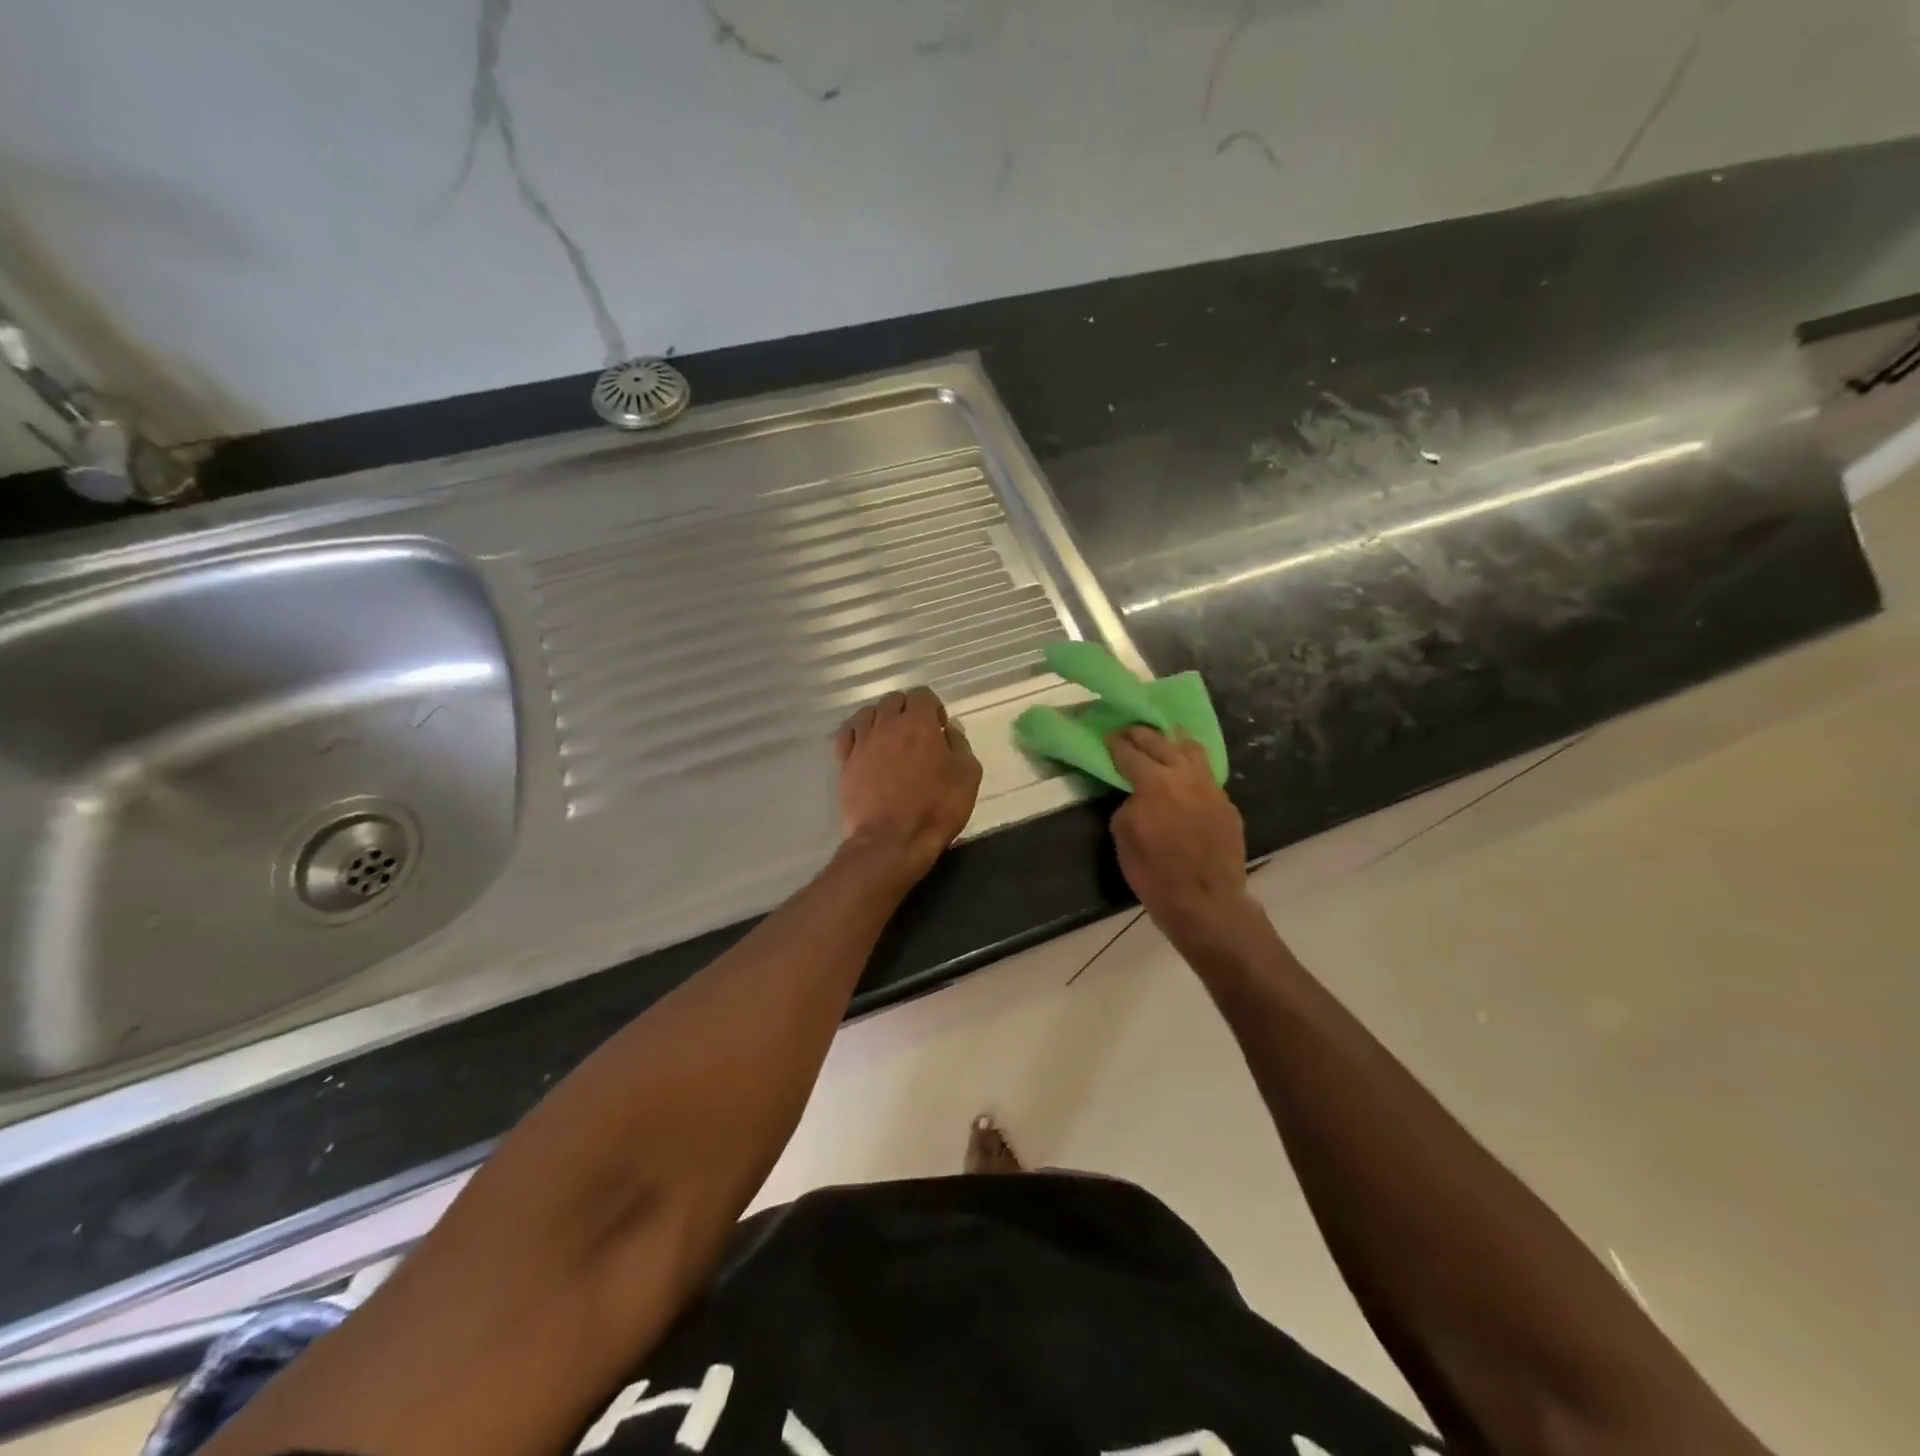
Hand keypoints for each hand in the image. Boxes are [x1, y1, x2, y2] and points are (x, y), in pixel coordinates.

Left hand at [834, 687, 981, 882]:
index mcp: (918, 723)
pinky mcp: (844, 762)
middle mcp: (887, 724)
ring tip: (889, 738)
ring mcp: (862, 742)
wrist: (891, 840)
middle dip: (906, 710)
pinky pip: (846, 733)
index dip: (933, 708)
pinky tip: (864, 744)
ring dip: (880, 718)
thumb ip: (960, 744)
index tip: (939, 728)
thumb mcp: (968, 776)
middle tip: (916, 734)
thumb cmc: (935, 809)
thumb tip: (949, 728)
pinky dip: (856, 732)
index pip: (922, 695)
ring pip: (867, 712)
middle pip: (893, 700)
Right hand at [1108, 726, 1255, 950]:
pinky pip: (1206, 773)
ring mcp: (1210, 787)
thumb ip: (1128, 806)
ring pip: (1191, 750)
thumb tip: (1137, 796)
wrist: (1206, 902)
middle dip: (1142, 734)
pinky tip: (1185, 772)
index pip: (1130, 753)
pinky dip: (1191, 765)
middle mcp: (1184, 775)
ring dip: (1173, 741)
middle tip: (1129, 731)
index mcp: (1154, 782)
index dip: (1116, 744)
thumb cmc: (1155, 874)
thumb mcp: (1124, 838)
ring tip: (1164, 738)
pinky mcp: (1226, 803)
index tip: (1108, 737)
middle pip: (1161, 742)